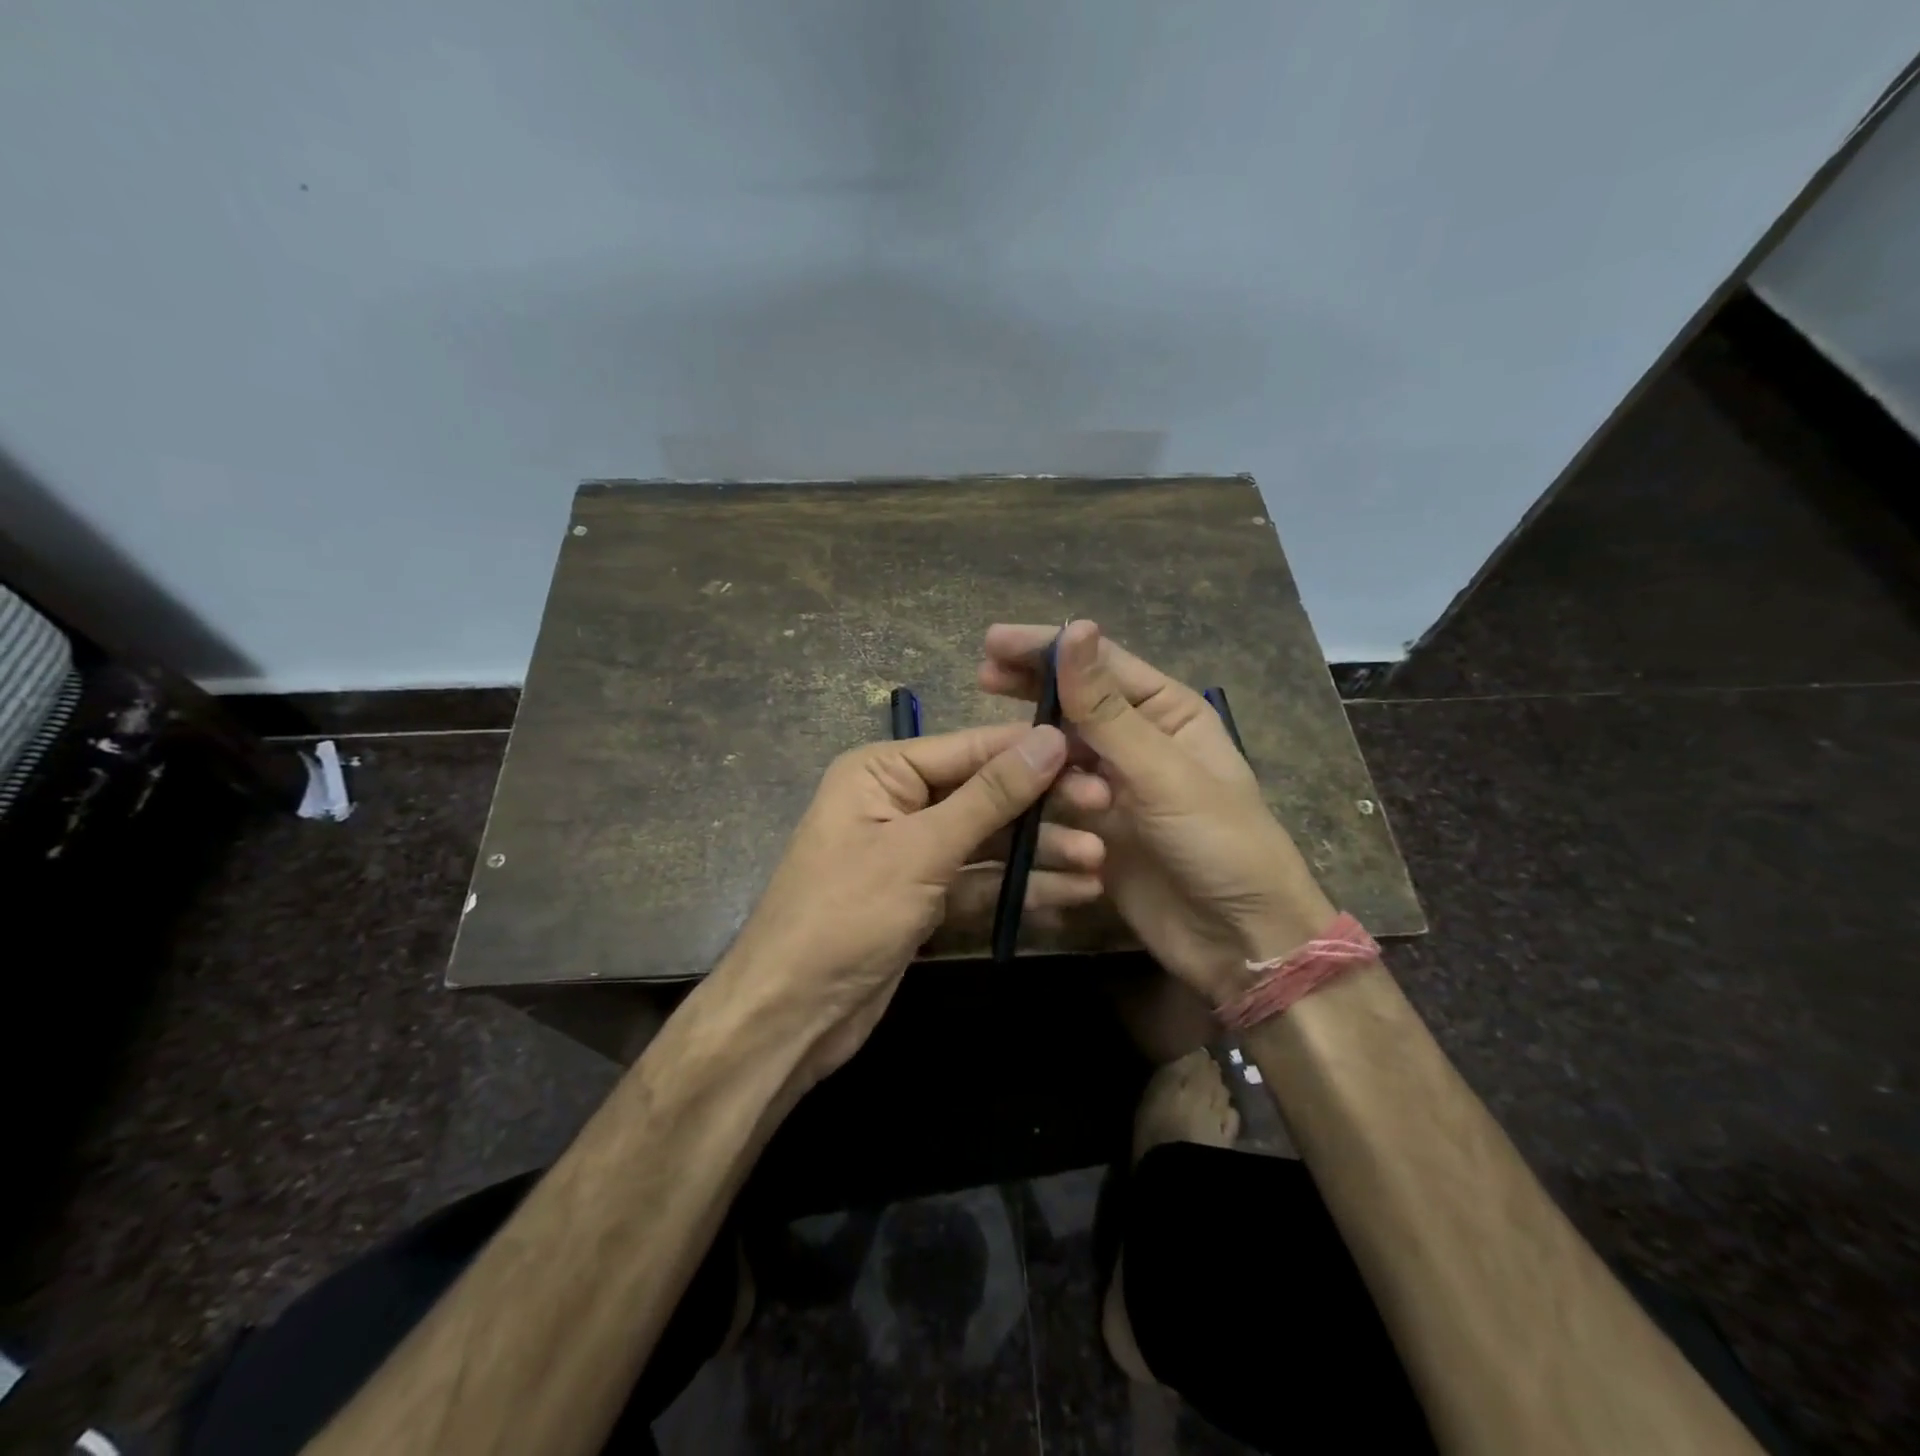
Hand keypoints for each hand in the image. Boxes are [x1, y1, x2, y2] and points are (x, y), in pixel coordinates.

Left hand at [720, 722, 1107, 1085]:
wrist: (791, 1016)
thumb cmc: (846, 914)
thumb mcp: (921, 849)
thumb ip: (989, 796)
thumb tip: (1048, 739)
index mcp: (882, 772)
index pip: (971, 748)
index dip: (1033, 750)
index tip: (1095, 752)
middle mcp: (898, 802)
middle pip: (985, 794)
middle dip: (1042, 807)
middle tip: (1106, 809)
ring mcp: (913, 853)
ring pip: (988, 842)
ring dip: (1039, 853)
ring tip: (1099, 862)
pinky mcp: (925, 898)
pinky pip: (980, 883)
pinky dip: (1019, 889)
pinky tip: (1071, 894)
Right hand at [979, 620, 1334, 1004]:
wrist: (1240, 942)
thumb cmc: (1219, 844)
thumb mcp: (1162, 772)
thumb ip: (1107, 708)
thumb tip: (1074, 628)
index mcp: (1168, 712)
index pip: (1100, 663)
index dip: (1047, 648)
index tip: (992, 641)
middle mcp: (1139, 741)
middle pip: (1074, 702)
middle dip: (1032, 688)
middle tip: (981, 676)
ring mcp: (1115, 786)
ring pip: (1060, 752)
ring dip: (1039, 753)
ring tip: (1011, 757)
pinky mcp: (1095, 828)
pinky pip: (1054, 799)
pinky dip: (1037, 796)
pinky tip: (1014, 796)